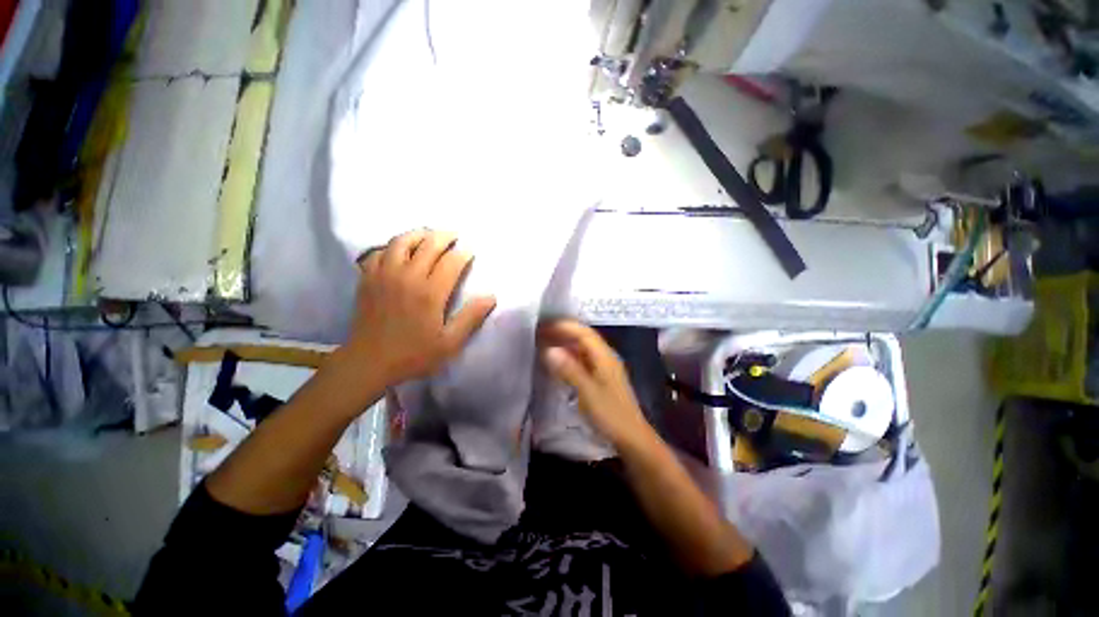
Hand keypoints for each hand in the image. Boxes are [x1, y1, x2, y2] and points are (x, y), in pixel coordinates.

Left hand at [345, 229, 495, 386]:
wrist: (368, 362)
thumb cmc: (413, 354)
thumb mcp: (449, 343)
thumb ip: (470, 318)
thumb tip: (491, 297)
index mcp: (429, 293)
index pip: (451, 262)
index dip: (464, 253)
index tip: (471, 251)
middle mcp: (407, 277)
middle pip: (428, 245)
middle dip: (444, 236)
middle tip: (455, 235)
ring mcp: (384, 275)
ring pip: (401, 242)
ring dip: (418, 234)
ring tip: (429, 235)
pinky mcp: (368, 279)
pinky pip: (379, 252)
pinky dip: (392, 246)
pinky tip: (399, 250)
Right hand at [537, 320, 653, 449]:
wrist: (631, 438)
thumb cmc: (611, 415)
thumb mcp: (588, 392)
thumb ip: (569, 370)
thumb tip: (549, 350)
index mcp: (605, 356)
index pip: (583, 332)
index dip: (563, 326)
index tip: (542, 326)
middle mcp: (605, 357)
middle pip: (583, 337)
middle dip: (562, 332)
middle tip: (539, 333)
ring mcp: (604, 368)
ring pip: (582, 349)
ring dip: (564, 344)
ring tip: (544, 344)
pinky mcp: (601, 378)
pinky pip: (582, 361)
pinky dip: (568, 357)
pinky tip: (557, 363)